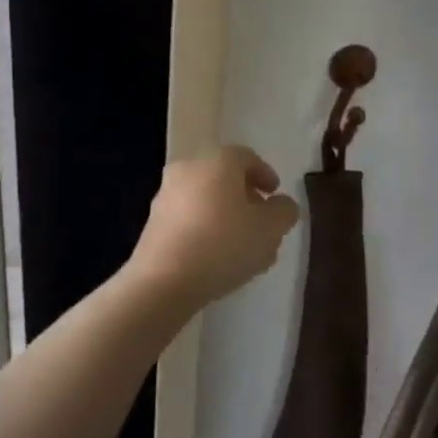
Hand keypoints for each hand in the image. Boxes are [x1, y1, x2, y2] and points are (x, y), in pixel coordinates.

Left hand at [130, 146, 300, 308]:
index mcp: (217, 161)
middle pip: (223, 177)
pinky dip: (205, 228)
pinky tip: (217, 256)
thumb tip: (281, 204)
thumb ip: (284, 212)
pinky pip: (188, 218)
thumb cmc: (224, 244)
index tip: (275, 195)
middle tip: (261, 221)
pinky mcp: (153, 223)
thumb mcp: (270, 229)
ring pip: (205, 199)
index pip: (246, 157)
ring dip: (225, 216)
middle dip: (245, 198)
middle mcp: (188, 169)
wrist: (164, 280)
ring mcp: (166, 195)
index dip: (265, 174)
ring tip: (242, 246)